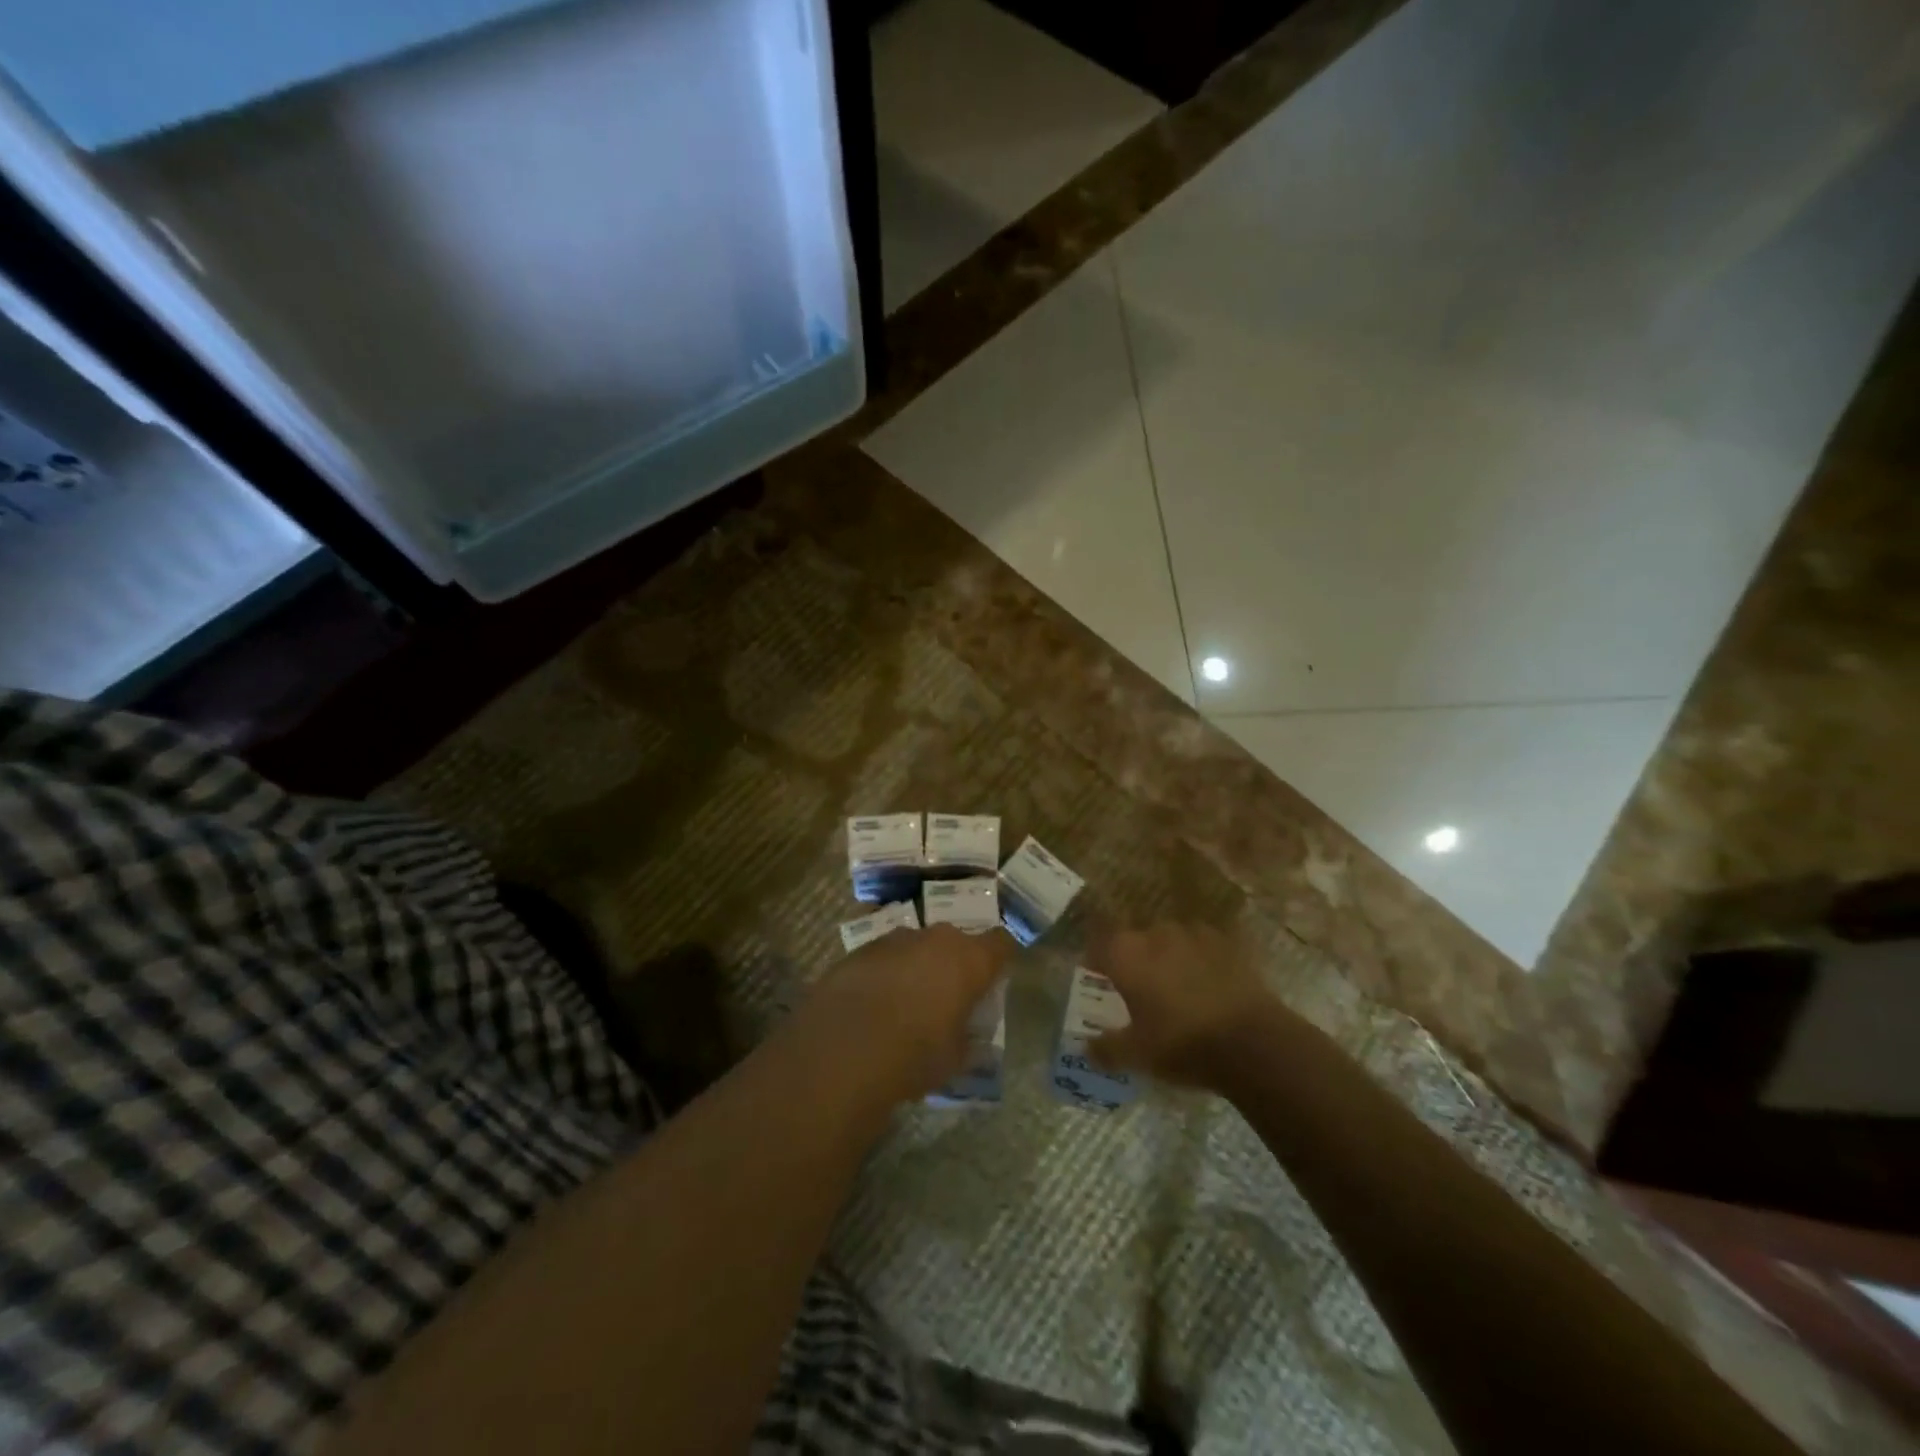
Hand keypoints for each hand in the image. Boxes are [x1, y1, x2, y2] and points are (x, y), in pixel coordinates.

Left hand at [799, 924, 1009, 1102]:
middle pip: (956, 942)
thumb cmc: (914, 1054)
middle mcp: (935, 939)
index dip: (999, 959)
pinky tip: (873, 1004)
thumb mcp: (955, 1059)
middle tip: (948, 996)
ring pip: (917, 947)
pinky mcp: (860, 949)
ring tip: (905, 1002)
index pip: (1001, 943)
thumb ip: (969, 1040)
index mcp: (969, 960)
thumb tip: (971, 1037)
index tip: (993, 980)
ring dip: (917, 966)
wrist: (843, 1048)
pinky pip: (885, 957)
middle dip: (954, 964)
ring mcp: (895, 939)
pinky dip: (885, 973)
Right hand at [1085, 924, 1285, 1088]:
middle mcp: (1155, 933)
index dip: (1096, 960)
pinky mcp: (1226, 942)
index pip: (1098, 944)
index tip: (1098, 978)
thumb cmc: (1181, 1044)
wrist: (1252, 1041)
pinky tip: (1207, 985)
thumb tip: (1085, 1048)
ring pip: (1169, 941)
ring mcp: (1193, 933)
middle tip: (1139, 991)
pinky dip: (1199, 960)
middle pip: (1135, 941)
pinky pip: (1202, 946)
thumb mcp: (1136, 1055)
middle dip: (1134, 960)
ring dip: (1167, 958)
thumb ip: (1106, 1049)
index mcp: (1125, 954)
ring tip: (1176, 988)